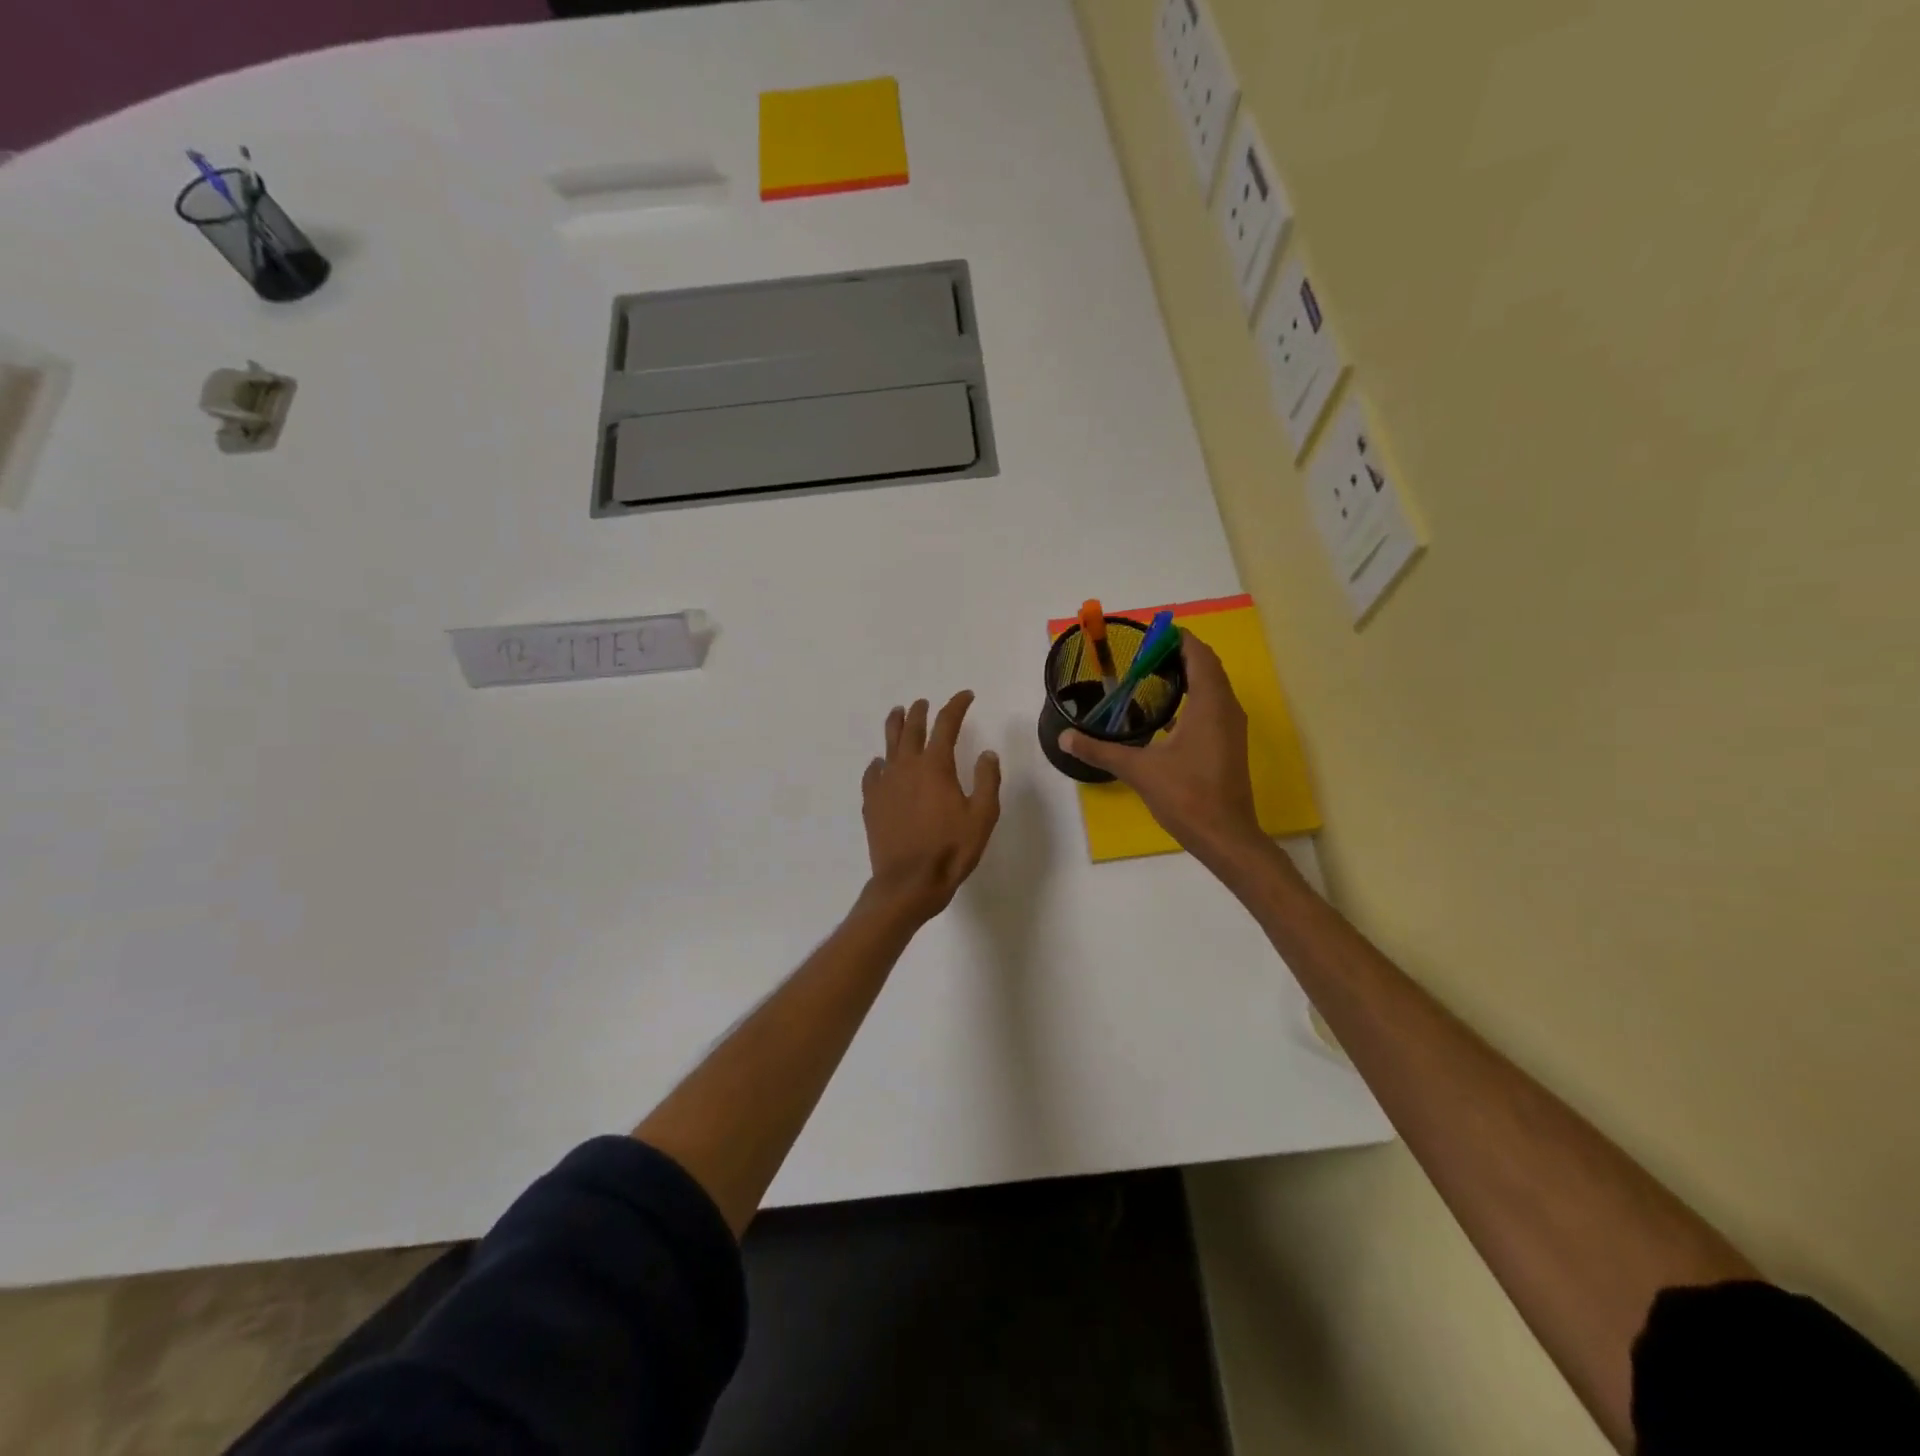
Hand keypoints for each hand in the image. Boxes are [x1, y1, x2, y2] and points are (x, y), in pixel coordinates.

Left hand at [861, 691, 1002, 922]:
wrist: (909, 882)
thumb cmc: (951, 850)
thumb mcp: (982, 816)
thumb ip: (987, 781)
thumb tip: (987, 753)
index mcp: (936, 766)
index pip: (947, 724)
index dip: (957, 706)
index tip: (966, 696)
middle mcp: (907, 767)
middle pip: (912, 728)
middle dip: (921, 712)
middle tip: (925, 703)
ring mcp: (885, 784)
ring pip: (888, 744)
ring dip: (895, 725)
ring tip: (897, 714)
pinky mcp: (872, 803)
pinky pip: (873, 774)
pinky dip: (878, 763)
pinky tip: (880, 764)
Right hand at [1059, 633, 1263, 864]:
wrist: (1225, 836)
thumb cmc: (1186, 796)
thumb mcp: (1138, 770)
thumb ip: (1100, 750)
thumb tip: (1064, 737)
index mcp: (1209, 704)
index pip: (1198, 655)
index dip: (1177, 639)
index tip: (1149, 634)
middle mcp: (1226, 708)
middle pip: (1207, 667)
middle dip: (1179, 655)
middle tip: (1143, 654)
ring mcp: (1231, 728)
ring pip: (1212, 687)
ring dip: (1187, 676)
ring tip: (1150, 676)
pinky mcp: (1228, 745)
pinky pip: (1212, 707)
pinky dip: (1192, 699)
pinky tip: (1164, 713)